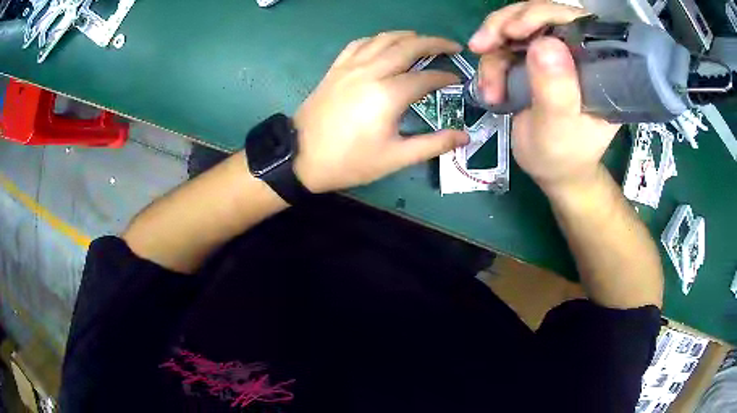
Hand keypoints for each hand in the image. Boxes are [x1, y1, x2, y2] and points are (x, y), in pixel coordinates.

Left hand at [293, 32, 468, 192]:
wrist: (301, 157)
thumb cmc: (350, 161)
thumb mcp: (395, 158)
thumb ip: (433, 144)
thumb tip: (464, 136)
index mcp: (389, 94)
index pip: (426, 77)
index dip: (446, 77)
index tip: (458, 80)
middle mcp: (371, 71)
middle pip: (409, 46)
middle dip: (435, 43)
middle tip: (453, 47)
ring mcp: (351, 66)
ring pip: (384, 38)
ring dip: (409, 36)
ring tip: (424, 41)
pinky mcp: (336, 68)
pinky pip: (360, 43)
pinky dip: (378, 39)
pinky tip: (385, 44)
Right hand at [469, 1, 620, 193]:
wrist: (553, 171)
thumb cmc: (563, 157)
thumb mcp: (559, 130)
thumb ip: (555, 90)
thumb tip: (545, 43)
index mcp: (598, 66)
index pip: (573, 21)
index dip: (541, 15)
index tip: (513, 32)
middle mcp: (578, 51)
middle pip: (539, 15)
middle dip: (506, 27)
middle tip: (482, 47)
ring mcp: (555, 53)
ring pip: (517, 27)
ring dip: (494, 51)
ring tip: (489, 87)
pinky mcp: (536, 59)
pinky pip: (506, 45)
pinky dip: (491, 62)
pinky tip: (490, 89)